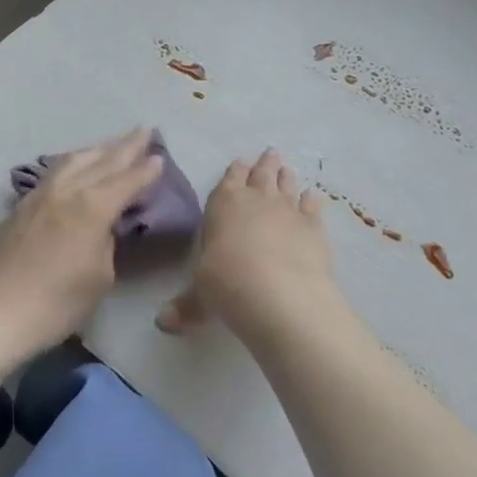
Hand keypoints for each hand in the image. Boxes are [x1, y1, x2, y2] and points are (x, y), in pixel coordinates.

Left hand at [0, 128, 162, 357]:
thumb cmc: (58, 302)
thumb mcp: (101, 275)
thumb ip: (107, 241)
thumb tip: (102, 226)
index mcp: (93, 206)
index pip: (127, 180)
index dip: (146, 169)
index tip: (160, 156)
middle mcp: (68, 190)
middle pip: (102, 161)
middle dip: (125, 146)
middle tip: (144, 130)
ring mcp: (40, 194)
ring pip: (74, 160)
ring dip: (97, 149)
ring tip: (112, 144)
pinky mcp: (22, 205)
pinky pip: (55, 172)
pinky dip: (74, 163)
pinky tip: (76, 166)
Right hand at [158, 148, 338, 344]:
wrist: (279, 293)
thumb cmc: (227, 284)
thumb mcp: (199, 297)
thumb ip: (186, 306)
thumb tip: (163, 323)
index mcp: (223, 205)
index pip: (229, 180)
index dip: (235, 171)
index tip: (241, 161)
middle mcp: (256, 199)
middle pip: (261, 175)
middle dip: (264, 164)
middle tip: (270, 153)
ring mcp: (288, 210)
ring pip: (287, 185)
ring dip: (286, 176)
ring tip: (287, 168)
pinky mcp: (314, 226)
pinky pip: (313, 206)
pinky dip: (312, 201)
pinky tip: (313, 198)